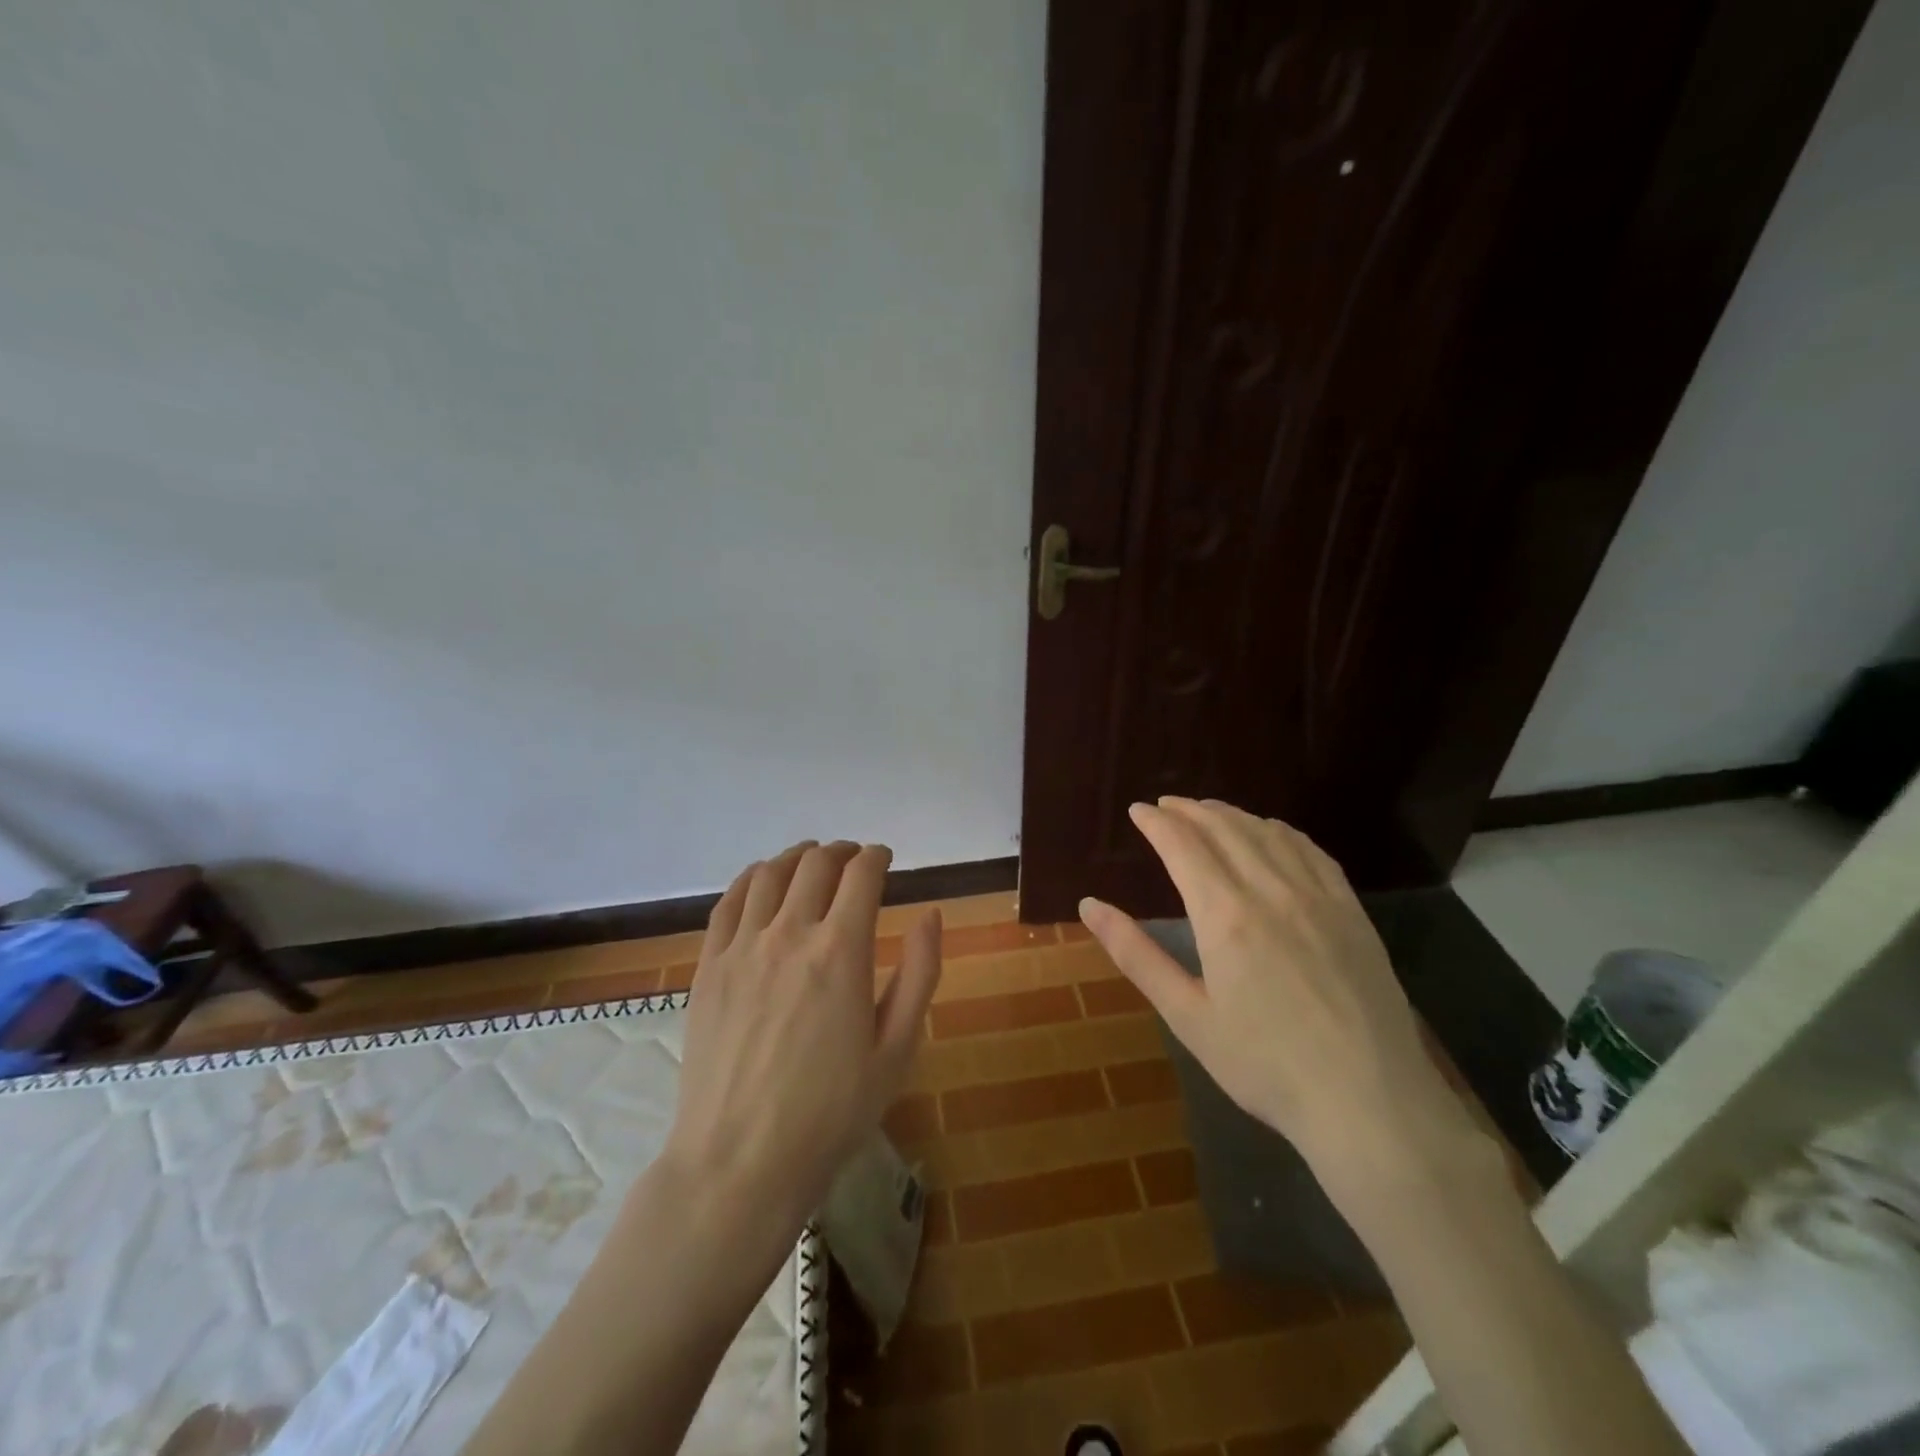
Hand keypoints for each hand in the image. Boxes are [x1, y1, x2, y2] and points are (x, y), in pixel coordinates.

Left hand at [664, 841, 942, 1235]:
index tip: (884, 860)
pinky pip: (728, 902)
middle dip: (841, 852)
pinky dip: (751, 879)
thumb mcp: (897, 1049)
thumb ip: (920, 973)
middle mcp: (790, 933)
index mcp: (841, 951)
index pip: (861, 874)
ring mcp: (742, 947)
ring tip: (810, 862)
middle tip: (853, 860)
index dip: (877, 857)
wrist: (740, 1162)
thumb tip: (932, 914)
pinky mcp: (709, 966)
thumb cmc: (831, 1112)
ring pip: (769, 873)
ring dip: (796, 857)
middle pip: (815, 864)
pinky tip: (761, 884)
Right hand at [1079, 799, 1478, 1194]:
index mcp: (1225, 914)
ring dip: (1231, 814)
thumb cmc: (1265, 1065)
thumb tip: (1089, 905)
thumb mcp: (1187, 1016)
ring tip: (1208, 812)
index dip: (1157, 822)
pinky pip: (1311, 850)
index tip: (1138, 810)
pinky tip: (1271, 832)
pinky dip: (1280, 831)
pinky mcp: (1351, 910)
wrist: (1371, 1102)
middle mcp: (1271, 890)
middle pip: (1224, 828)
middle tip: (1165, 805)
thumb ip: (1136, 954)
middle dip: (1189, 811)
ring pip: (1267, 832)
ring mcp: (1318, 896)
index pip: (1183, 845)